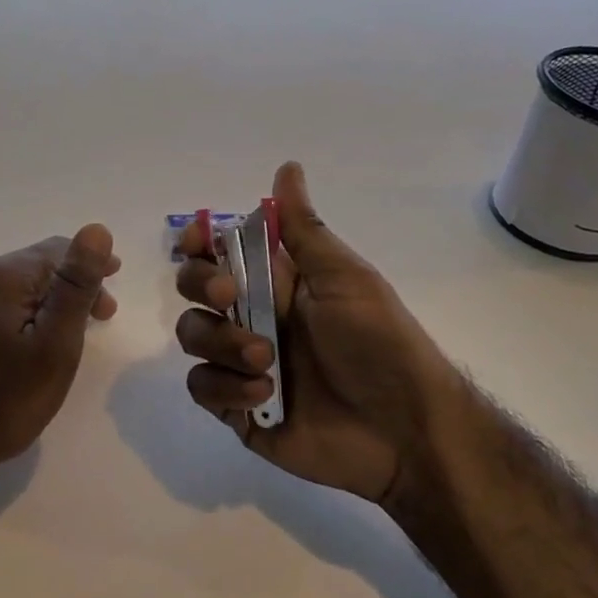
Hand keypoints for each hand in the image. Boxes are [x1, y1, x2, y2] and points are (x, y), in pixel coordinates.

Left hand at [0, 224, 120, 483]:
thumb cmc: (1, 402)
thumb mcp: (54, 346)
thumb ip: (76, 286)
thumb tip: (97, 229)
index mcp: (0, 273)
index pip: (58, 250)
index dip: (92, 270)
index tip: (112, 299)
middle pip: (35, 266)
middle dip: (70, 287)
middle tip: (100, 319)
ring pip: (15, 285)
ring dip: (46, 300)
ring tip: (68, 332)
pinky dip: (21, 313)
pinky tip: (29, 340)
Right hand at [174, 163, 455, 503]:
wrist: (405, 430)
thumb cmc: (380, 343)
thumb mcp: (345, 278)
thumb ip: (304, 229)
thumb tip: (288, 167)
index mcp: (277, 282)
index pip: (220, 251)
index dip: (199, 243)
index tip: (196, 243)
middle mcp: (254, 317)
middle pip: (194, 287)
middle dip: (202, 284)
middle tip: (230, 296)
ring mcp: (243, 364)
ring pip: (193, 335)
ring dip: (222, 342)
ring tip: (267, 360)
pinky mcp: (238, 410)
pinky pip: (203, 387)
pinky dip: (226, 389)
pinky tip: (264, 396)